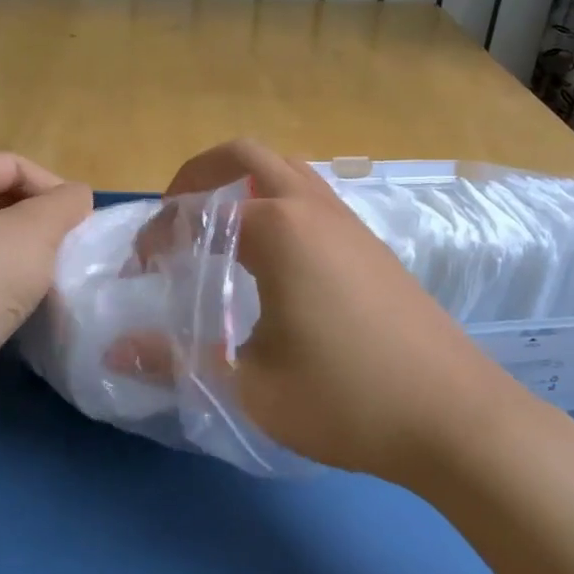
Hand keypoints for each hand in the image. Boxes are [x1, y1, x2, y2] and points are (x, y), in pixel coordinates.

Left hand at [0, 154, 92, 390]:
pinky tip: (10, 296)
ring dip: (16, 247)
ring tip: (42, 273)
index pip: (12, 166)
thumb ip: (66, 202)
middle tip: (64, 248)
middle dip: (35, 220)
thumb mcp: (37, 232)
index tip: (79, 224)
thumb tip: (76, 196)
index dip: (53, 190)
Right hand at [163, 140, 520, 479]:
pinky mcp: (370, 243)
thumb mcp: (250, 386)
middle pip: (245, 155)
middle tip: (174, 219)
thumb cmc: (347, 400)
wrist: (456, 418)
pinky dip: (275, 203)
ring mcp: (348, 221)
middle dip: (198, 176)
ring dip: (242, 184)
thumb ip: (177, 360)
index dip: (160, 232)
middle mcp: (313, 207)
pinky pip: (311, 196)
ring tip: (216, 233)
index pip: (200, 208)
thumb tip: (118, 350)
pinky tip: (270, 262)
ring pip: (285, 170)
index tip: (143, 268)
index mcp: (279, 228)